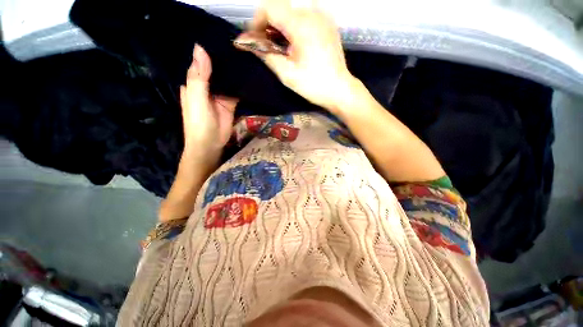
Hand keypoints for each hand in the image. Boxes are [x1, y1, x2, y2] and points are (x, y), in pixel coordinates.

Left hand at [180, 44, 237, 160]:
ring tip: (246, 53)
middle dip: (223, 58)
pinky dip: (241, 84)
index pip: (199, 61)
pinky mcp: (230, 102)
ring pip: (227, 79)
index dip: (207, 49)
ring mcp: (220, 94)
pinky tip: (249, 74)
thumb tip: (200, 47)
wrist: (211, 144)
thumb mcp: (197, 98)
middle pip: (215, 68)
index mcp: (193, 82)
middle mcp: (206, 85)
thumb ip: (199, 76)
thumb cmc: (199, 123)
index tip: (220, 34)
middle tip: (239, 41)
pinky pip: (236, 90)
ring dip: (233, 70)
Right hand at [243, 0, 361, 113]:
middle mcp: (313, 13)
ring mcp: (323, 17)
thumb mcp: (287, 74)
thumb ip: (266, 55)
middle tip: (266, 46)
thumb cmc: (314, 85)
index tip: (255, 39)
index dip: (257, 22)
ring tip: (280, 47)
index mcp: (301, 24)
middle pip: (281, 8)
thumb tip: (247, 43)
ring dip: (281, 26)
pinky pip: (305, 16)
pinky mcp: (328, 24)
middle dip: (268, 25)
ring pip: (292, 11)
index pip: (270, 8)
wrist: (339, 89)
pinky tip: (294, 43)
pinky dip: (294, 26)